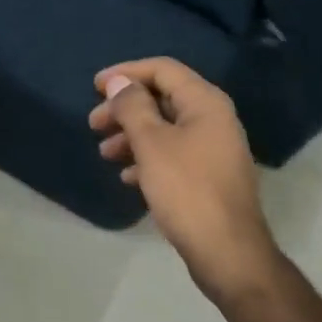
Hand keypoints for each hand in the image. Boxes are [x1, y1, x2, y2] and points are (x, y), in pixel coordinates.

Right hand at [90, 58, 278, 304]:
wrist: (228, 253)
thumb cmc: (187, 190)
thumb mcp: (152, 144)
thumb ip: (132, 107)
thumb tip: (120, 83)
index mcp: (205, 102)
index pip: (163, 69)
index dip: (126, 72)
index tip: (94, 87)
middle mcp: (213, 119)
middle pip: (162, 99)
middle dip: (124, 108)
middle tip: (94, 124)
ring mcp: (213, 149)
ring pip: (164, 129)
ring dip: (132, 135)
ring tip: (104, 153)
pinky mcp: (208, 176)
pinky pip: (172, 154)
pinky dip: (147, 158)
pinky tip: (126, 176)